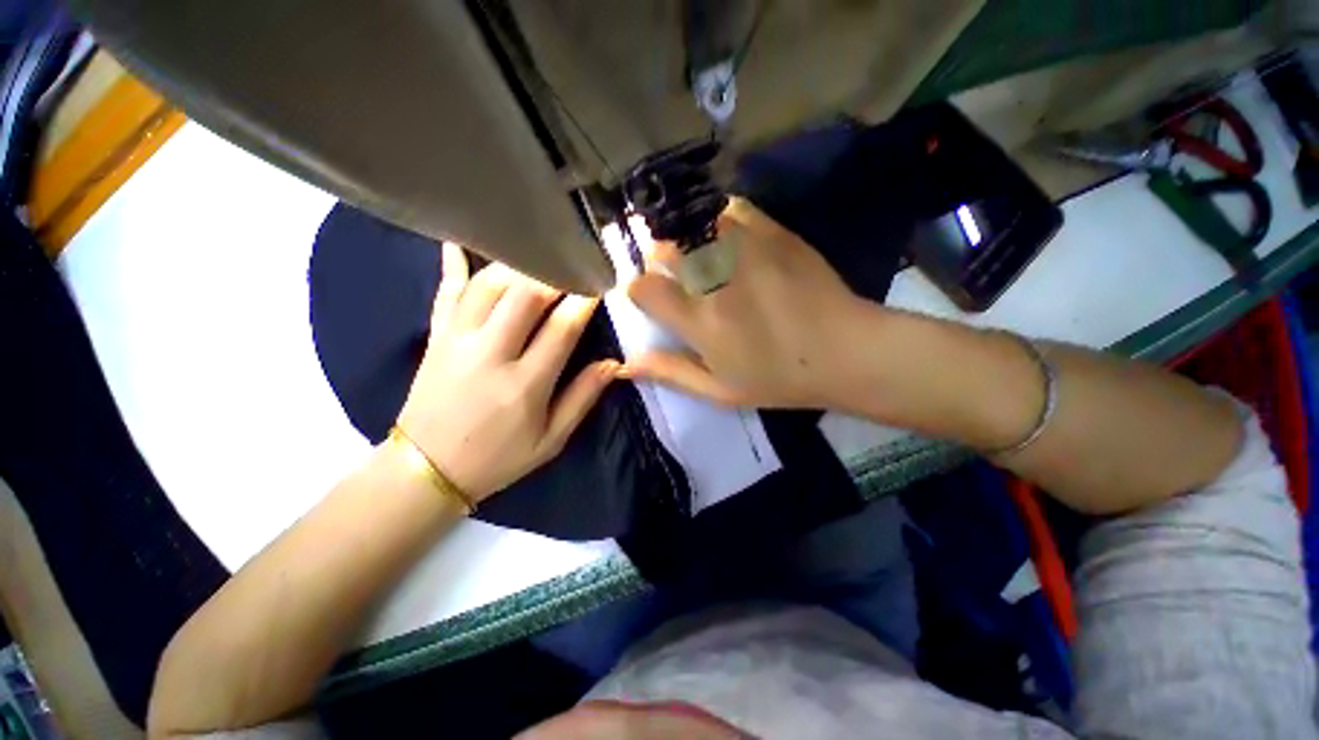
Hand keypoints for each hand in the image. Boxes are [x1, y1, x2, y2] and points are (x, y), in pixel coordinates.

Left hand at [396, 244, 616, 501]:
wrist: (425, 471)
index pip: (562, 328)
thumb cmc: (497, 458)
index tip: (601, 280)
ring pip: (487, 286)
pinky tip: (460, 239)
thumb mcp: (551, 440)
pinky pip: (446, 292)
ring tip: (540, 252)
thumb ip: (583, 398)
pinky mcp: (435, 337)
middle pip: (524, 296)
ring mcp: (457, 341)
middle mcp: (490, 354)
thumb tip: (613, 364)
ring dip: (517, 264)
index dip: (584, 300)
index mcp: (524, 384)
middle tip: (575, 259)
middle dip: (554, 273)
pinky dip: (454, 264)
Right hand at [624, 198, 865, 407]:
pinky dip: (720, 219)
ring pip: (694, 223)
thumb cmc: (778, 379)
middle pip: (664, 247)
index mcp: (700, 321)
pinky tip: (727, 237)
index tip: (651, 298)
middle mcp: (715, 279)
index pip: (644, 288)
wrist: (844, 352)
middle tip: (676, 276)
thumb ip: (670, 372)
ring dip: (687, 238)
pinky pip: (732, 208)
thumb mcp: (718, 391)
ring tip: (700, 255)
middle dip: (659, 259)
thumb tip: (625, 364)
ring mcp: (746, 249)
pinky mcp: (774, 233)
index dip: (640, 291)